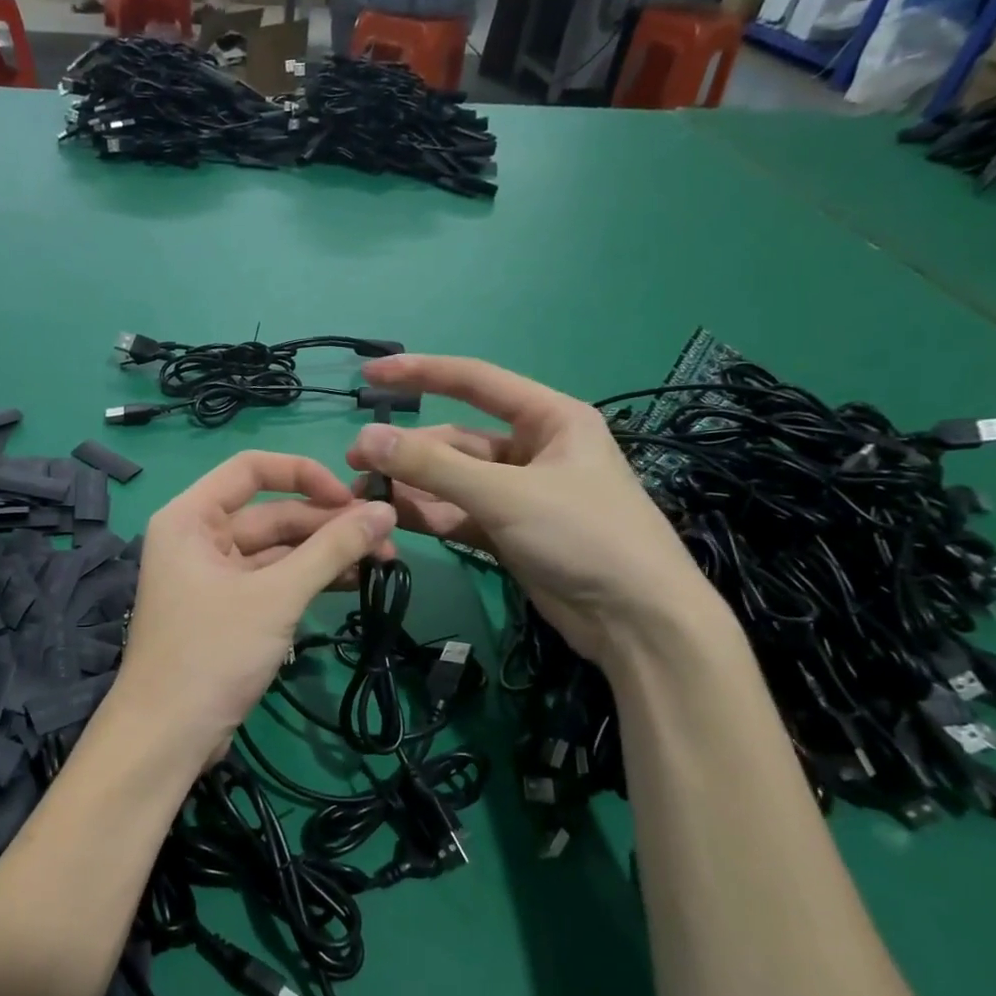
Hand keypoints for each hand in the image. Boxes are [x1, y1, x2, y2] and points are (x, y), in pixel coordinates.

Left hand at [116, 452, 396, 772]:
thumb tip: (385, 511)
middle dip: (327, 524)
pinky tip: (353, 583)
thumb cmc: (213, 652)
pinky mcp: (228, 609)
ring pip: (278, 549)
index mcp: (191, 517)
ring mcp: (213, 575)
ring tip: (382, 561)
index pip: (251, 469)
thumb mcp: (277, 595)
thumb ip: (332, 550)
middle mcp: (198, 537)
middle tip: (387, 538)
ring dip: (325, 553)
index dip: (304, 474)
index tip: (350, 497)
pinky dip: (309, 579)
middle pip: (271, 512)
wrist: (168, 737)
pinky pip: (274, 579)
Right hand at [347, 355, 724, 664]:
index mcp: (549, 418)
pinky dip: (428, 516)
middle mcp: (533, 449)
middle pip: (456, 440)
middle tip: (356, 465)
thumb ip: (433, 467)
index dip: (420, 373)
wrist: (638, 622)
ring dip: (411, 486)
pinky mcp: (510, 533)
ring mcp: (520, 494)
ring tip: (364, 496)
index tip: (370, 375)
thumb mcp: (506, 495)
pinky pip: (459, 514)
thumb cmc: (585, 536)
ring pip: (453, 481)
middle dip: (407, 451)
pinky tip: (393, 519)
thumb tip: (365, 438)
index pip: (474, 382)